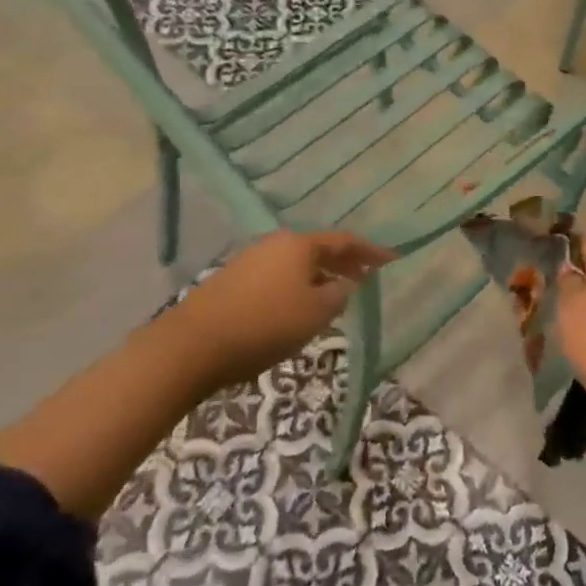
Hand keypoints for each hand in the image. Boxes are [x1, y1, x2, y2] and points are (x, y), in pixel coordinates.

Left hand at [180, 229, 393, 391]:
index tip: (392, 259)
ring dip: (320, 276)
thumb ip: (338, 295)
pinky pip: (278, 276)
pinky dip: (297, 285)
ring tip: (335, 296)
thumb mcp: (315, 314)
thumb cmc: (264, 325)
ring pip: (297, 263)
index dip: (371, 251)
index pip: (345, 241)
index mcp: (300, 244)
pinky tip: (298, 307)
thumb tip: (343, 285)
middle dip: (344, 263)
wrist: (193, 344)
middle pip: (319, 248)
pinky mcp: (234, 280)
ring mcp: (252, 259)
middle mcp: (276, 243)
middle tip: (366, 279)